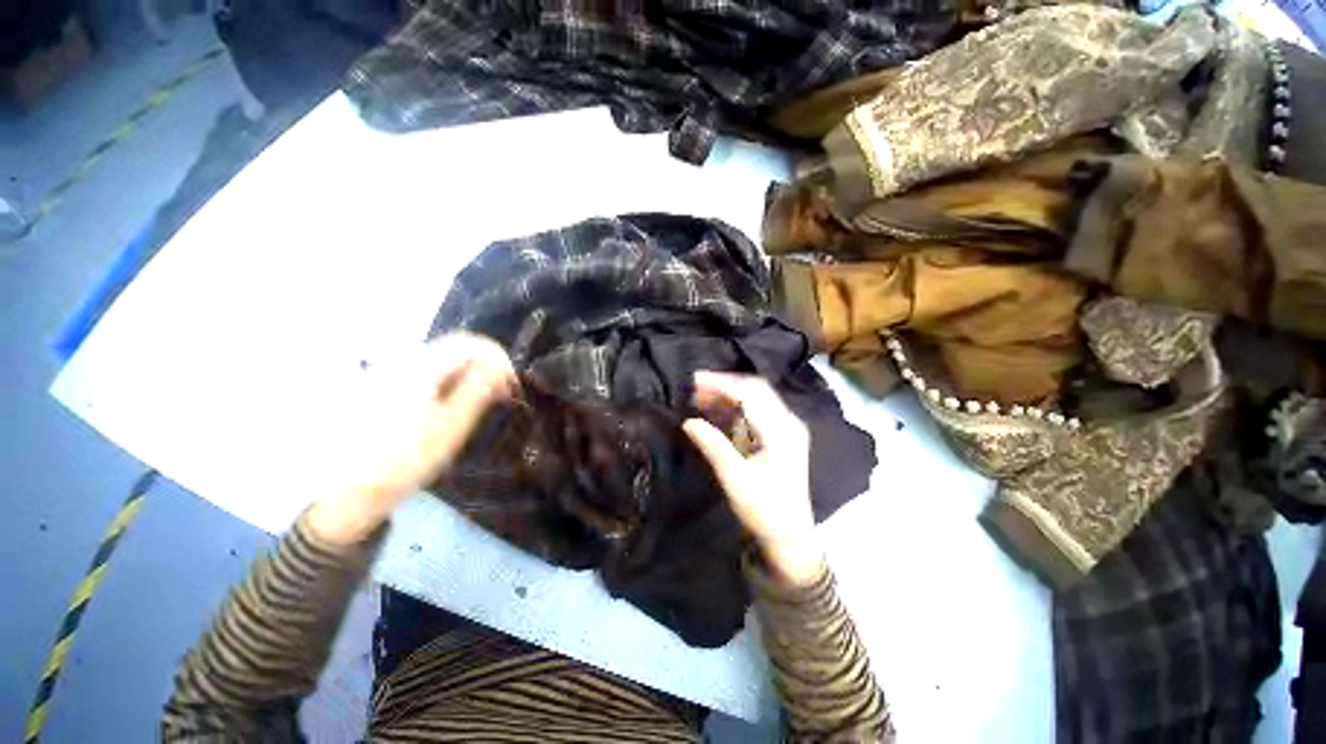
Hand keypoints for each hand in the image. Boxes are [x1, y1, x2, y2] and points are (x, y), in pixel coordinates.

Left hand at [308, 333, 515, 544]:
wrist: (347, 489)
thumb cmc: (404, 461)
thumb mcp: (450, 428)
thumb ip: (477, 391)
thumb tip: (500, 368)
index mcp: (420, 368)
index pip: (470, 343)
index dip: (499, 358)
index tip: (512, 384)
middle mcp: (404, 361)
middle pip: (457, 348)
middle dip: (487, 366)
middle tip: (503, 394)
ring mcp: (392, 372)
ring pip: (445, 359)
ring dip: (472, 374)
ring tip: (484, 402)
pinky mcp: (387, 385)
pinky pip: (431, 371)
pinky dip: (453, 381)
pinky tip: (457, 405)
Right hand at [683, 371, 825, 586]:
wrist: (791, 537)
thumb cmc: (765, 510)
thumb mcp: (735, 478)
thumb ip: (713, 446)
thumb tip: (688, 421)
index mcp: (781, 430)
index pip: (750, 394)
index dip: (721, 383)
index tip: (694, 380)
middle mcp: (788, 422)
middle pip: (755, 390)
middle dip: (724, 385)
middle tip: (694, 386)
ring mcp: (786, 428)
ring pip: (756, 399)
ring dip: (728, 394)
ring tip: (700, 396)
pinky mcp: (781, 436)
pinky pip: (757, 412)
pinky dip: (735, 408)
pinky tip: (717, 410)